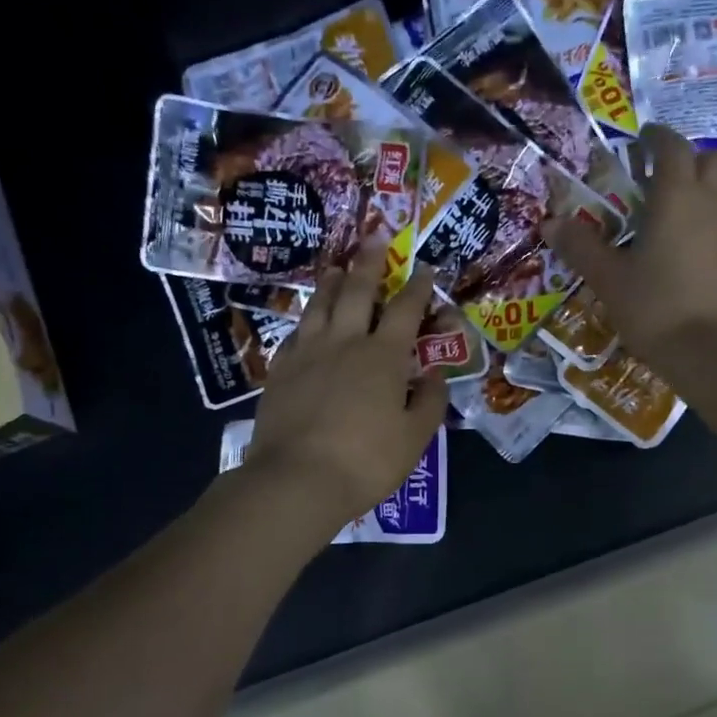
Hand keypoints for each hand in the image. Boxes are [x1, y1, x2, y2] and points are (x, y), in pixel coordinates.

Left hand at [246, 242, 448, 531]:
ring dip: (331, 283)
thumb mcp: (414, 437)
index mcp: (383, 356)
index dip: (418, 287)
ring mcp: (308, 353)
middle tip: (372, 237)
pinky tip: (308, 320)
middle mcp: (345, 343)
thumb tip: (436, 374)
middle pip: (357, 292)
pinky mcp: (280, 370)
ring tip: (336, 268)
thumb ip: (429, 401)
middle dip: (368, 263)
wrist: (297, 479)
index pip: (405, 310)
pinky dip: (307, 319)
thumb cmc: (365, 461)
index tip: (425, 269)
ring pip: (320, 305)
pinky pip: (296, 332)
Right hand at [543, 125, 716, 367]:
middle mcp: (711, 203)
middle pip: (707, 159)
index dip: (654, 137)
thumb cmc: (653, 307)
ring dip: (699, 187)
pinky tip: (687, 247)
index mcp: (675, 197)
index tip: (639, 140)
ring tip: (669, 212)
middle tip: (655, 178)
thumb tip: (550, 223)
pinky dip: (708, 218)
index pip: (671, 147)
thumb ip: (580, 246)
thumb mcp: (607, 278)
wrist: (709, 351)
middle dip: (684, 158)